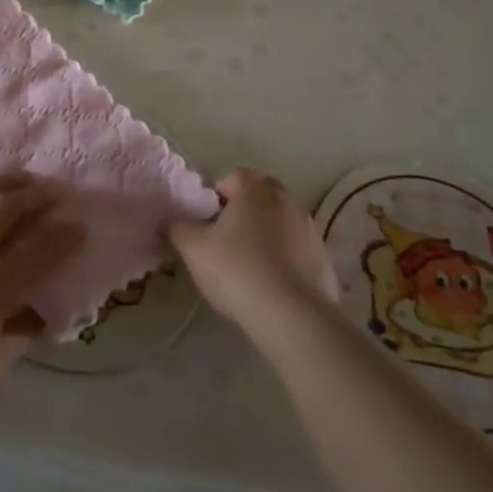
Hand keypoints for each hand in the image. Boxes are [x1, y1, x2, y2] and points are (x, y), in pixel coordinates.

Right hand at [169, 169, 337, 344]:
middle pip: (263, 193)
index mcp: (255, 191)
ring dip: (268, 231)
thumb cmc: (236, 270)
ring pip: (283, 220)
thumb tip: (168, 221)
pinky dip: (287, 256)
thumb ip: (177, 229)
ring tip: (251, 261)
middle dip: (247, 207)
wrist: (292, 315)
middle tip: (228, 234)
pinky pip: (299, 247)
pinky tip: (273, 282)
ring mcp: (310, 229)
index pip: (235, 175)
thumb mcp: (193, 249)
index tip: (209, 217)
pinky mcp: (324, 259)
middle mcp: (286, 201)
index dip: (219, 192)